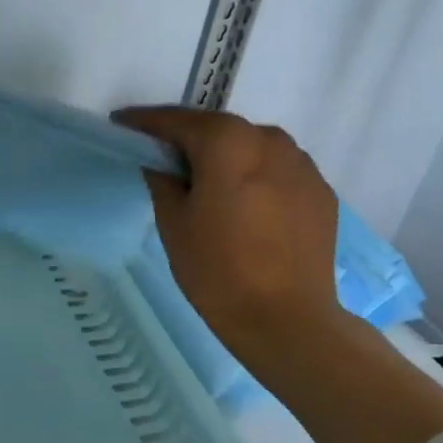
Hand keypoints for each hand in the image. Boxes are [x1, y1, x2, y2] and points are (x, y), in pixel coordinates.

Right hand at [114, 106, 341, 346]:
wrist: (287, 320)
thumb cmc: (217, 269)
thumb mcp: (172, 222)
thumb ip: (162, 179)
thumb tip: (160, 161)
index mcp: (227, 142)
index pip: (177, 121)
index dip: (145, 122)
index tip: (122, 124)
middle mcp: (268, 140)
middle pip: (218, 129)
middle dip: (188, 138)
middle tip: (162, 154)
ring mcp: (301, 164)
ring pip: (251, 146)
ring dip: (226, 155)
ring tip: (206, 180)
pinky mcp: (320, 191)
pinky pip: (277, 170)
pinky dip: (255, 175)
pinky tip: (244, 202)